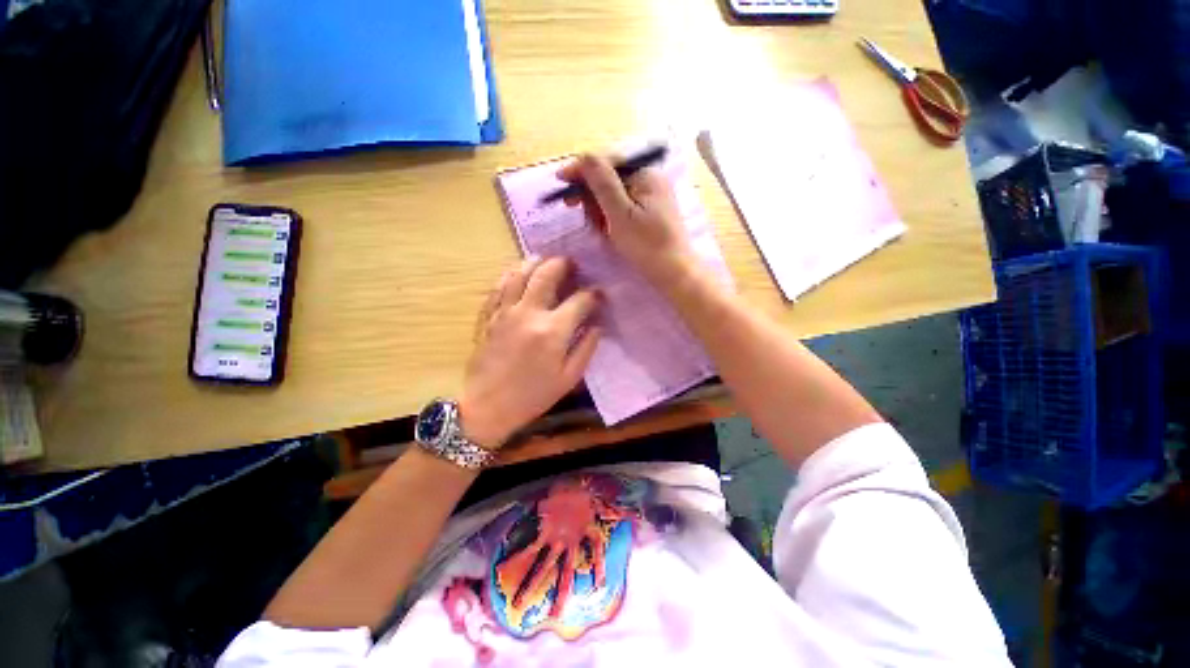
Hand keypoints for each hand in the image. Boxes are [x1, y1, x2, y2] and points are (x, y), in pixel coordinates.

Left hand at [460, 257, 602, 449]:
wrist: (488, 407)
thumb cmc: (532, 396)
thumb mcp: (569, 378)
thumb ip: (586, 348)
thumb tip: (597, 325)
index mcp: (553, 330)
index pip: (580, 300)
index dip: (594, 294)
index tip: (600, 294)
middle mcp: (529, 313)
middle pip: (547, 275)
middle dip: (563, 264)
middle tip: (571, 264)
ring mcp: (505, 311)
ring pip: (520, 273)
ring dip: (535, 262)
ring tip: (545, 260)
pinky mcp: (489, 316)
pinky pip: (498, 286)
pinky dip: (510, 274)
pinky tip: (518, 272)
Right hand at [557, 153, 696, 287]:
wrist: (674, 273)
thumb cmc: (647, 246)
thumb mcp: (620, 214)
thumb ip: (602, 184)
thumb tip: (583, 155)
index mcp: (645, 173)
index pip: (607, 162)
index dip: (582, 169)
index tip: (560, 181)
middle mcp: (649, 179)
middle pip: (609, 178)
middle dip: (593, 196)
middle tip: (582, 215)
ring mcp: (650, 196)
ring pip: (613, 194)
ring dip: (600, 209)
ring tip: (601, 230)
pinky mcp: (649, 212)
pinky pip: (622, 207)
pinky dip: (611, 217)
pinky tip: (609, 231)